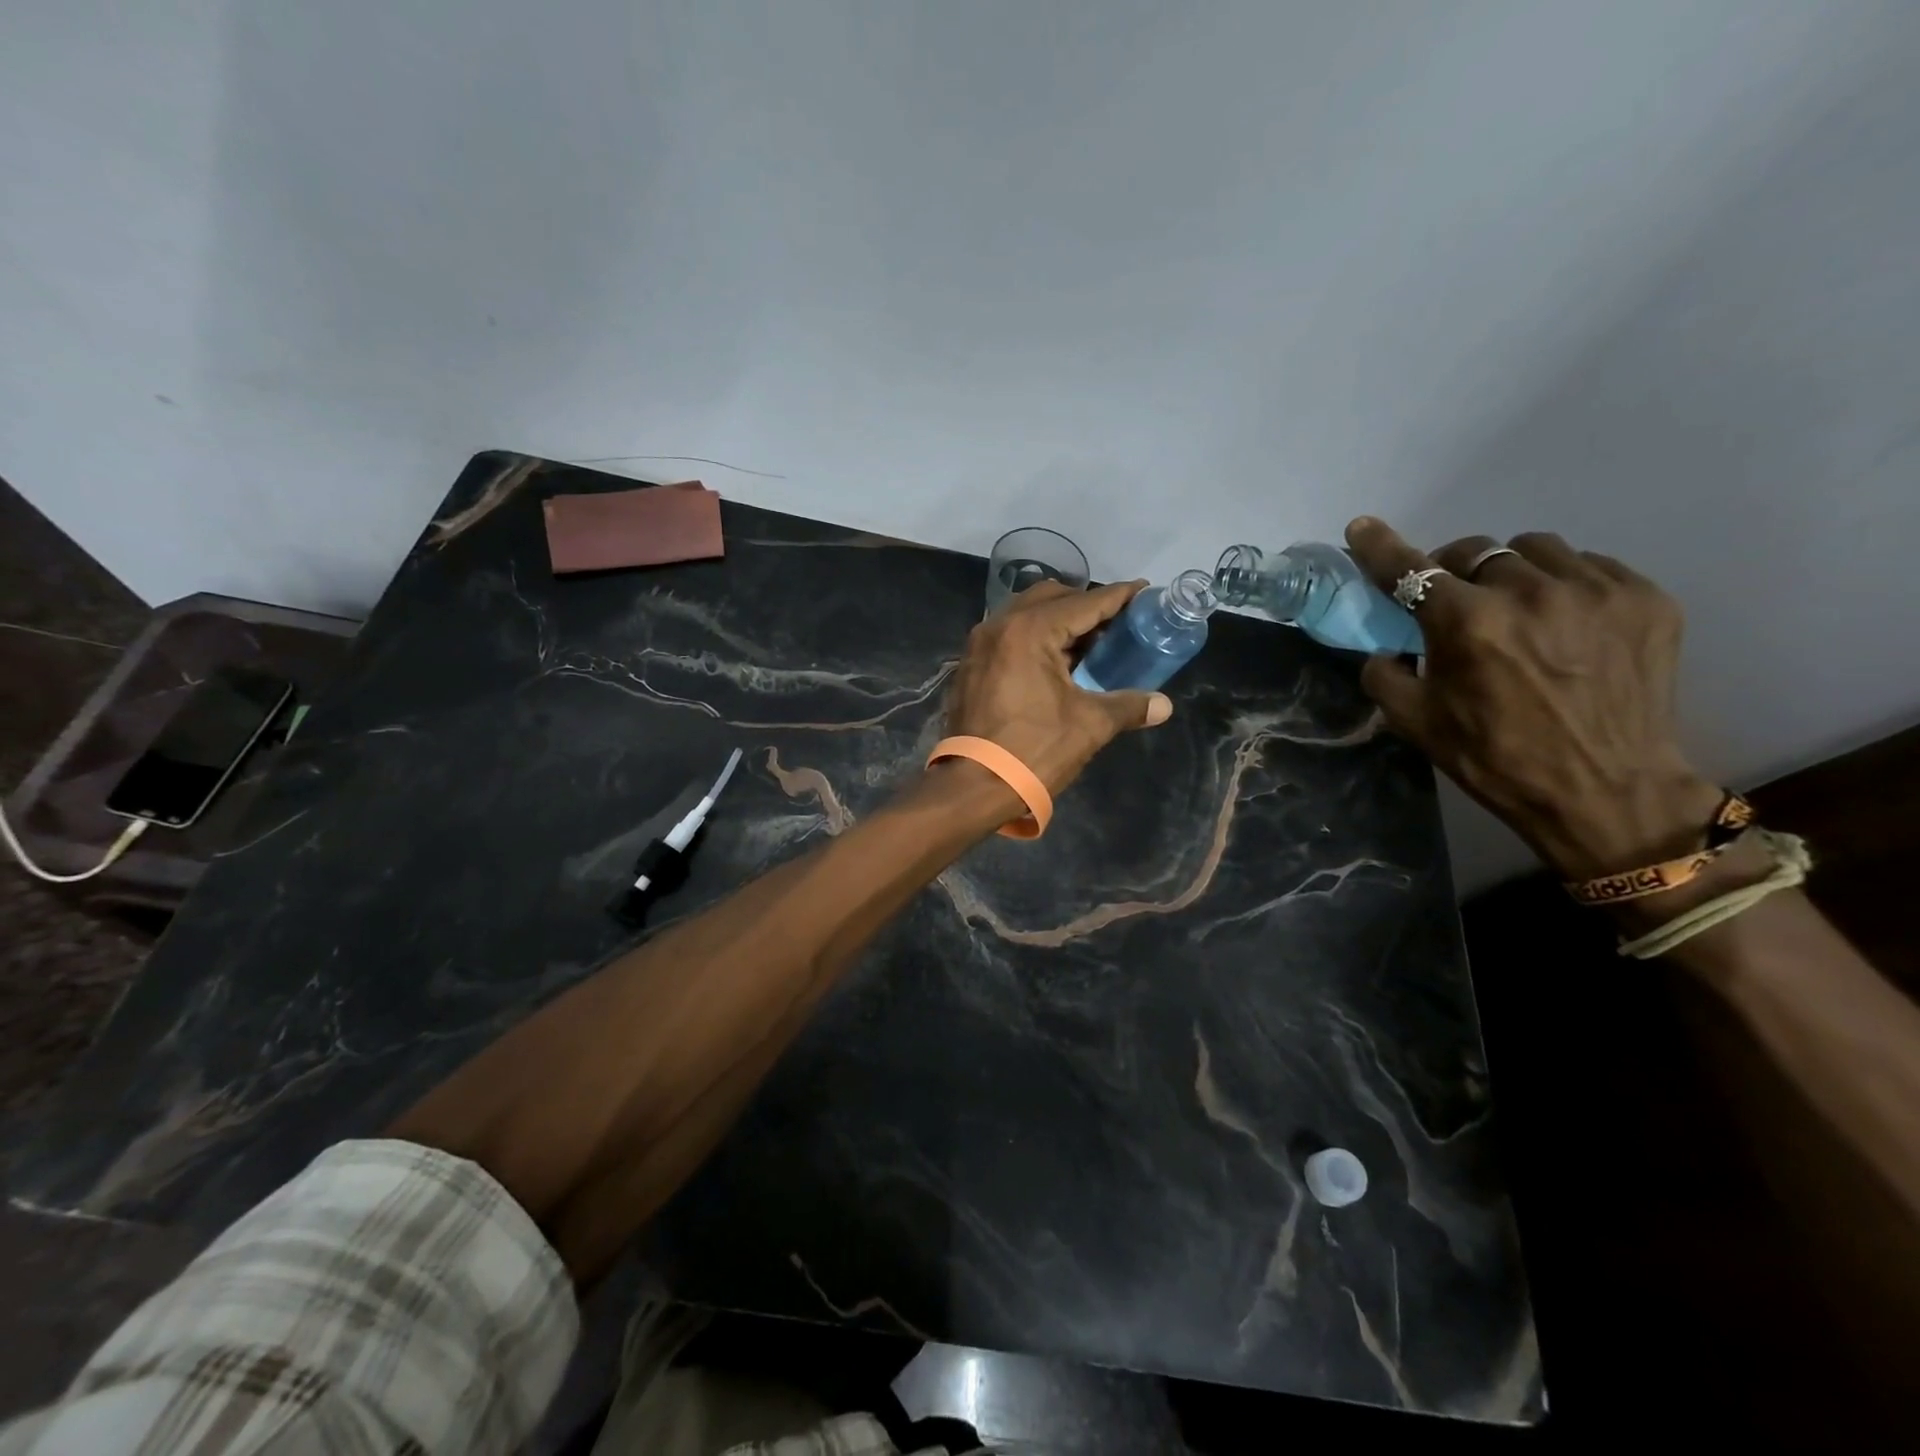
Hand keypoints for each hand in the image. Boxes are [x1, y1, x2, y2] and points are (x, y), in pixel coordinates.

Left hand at [944, 580, 1173, 796]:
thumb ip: (1128, 706)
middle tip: (1117, 624)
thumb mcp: (1088, 725)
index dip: (1118, 597)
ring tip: (1090, 644)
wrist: (973, 786)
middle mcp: (1000, 625)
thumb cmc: (1034, 750)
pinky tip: (1057, 663)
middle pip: (1052, 597)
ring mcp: (980, 643)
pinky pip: (1010, 635)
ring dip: (1059, 621)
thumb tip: (1163, 705)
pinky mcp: (972, 664)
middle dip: (1086, 605)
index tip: (1144, 592)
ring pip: (1026, 614)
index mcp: (1030, 631)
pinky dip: (1036, 638)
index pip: (1084, 603)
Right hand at [1344, 517, 1723, 879]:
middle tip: (1454, 602)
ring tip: (1516, 607)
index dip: (1380, 547)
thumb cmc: (1496, 759)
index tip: (1362, 527)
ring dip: (1510, 571)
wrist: (1607, 793)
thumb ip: (1385, 674)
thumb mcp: (1416, 723)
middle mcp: (1530, 593)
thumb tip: (1388, 647)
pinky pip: (1589, 566)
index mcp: (1468, 624)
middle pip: (1474, 551)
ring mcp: (1596, 591)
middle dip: (1453, 571)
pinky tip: (1565, 622)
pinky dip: (1564, 584)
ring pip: (1534, 550)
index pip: (1411, 570)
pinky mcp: (1645, 599)